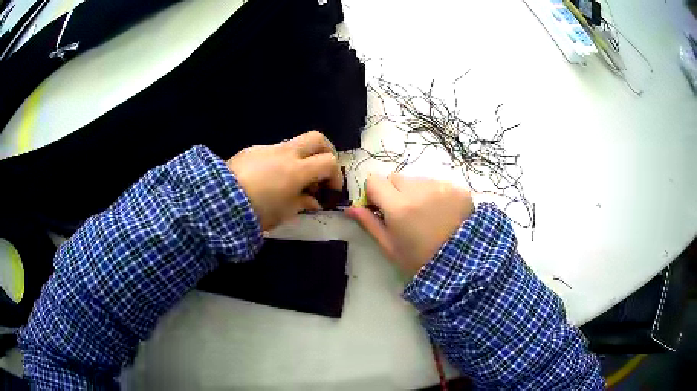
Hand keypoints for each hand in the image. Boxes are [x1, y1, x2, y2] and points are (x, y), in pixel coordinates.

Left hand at [227, 131, 341, 230]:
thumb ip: (303, 203)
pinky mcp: (252, 150)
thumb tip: (313, 200)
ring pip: (294, 144)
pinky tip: (268, 179)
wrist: (220, 200)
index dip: (335, 175)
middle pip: (316, 138)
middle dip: (326, 151)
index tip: (331, 190)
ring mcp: (268, 148)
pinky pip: (273, 151)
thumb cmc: (257, 211)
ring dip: (301, 158)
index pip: (329, 162)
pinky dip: (279, 161)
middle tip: (322, 169)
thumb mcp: (284, 212)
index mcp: (298, 170)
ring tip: (291, 180)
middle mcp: (286, 153)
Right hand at [346, 174, 473, 276]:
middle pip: (396, 177)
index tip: (380, 209)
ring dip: (416, 192)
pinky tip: (442, 213)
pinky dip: (435, 194)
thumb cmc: (420, 261)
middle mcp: (419, 190)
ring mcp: (440, 187)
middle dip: (395, 192)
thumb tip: (350, 207)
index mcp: (398, 207)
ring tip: (426, 215)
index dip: (374, 194)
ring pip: (417, 180)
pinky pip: (437, 184)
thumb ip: (369, 224)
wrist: (462, 266)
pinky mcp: (457, 188)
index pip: (374, 181)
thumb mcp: (390, 247)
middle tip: (404, 214)